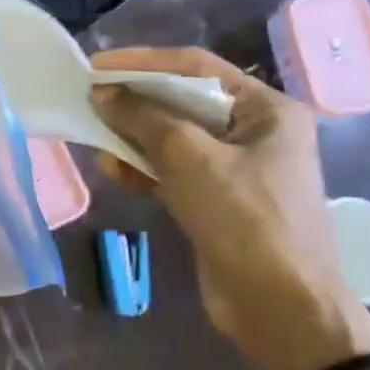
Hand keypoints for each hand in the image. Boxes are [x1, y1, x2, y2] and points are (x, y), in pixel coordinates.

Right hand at [90, 48, 369, 369]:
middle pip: (183, 101)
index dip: (142, 62)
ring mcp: (237, 168)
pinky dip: (143, 167)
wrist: (280, 308)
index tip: (96, 65)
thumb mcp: (189, 157)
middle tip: (90, 97)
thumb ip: (143, 117)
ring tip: (95, 137)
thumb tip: (102, 93)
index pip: (196, 67)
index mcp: (266, 109)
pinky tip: (113, 170)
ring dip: (133, 136)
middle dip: (135, 101)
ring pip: (173, 137)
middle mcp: (255, 131)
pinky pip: (173, 170)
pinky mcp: (217, 200)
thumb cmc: (244, 218)